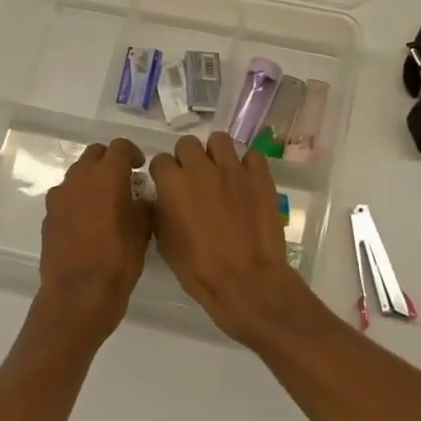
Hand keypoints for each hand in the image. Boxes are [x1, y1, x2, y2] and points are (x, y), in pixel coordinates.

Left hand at [34, 138, 151, 345]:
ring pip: (78, 174)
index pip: (119, 146)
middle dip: (109, 162)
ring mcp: (59, 197)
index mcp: (107, 175)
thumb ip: (142, 203)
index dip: (132, 153)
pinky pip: (66, 197)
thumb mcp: (143, 229)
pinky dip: (78, 200)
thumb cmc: (119, 260)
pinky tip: (88, 223)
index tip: (140, 168)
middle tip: (124, 181)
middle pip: (94, 154)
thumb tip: (138, 196)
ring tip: (106, 202)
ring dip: (92, 180)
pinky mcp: (48, 216)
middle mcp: (80, 178)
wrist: (78, 295)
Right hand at [150, 133, 316, 345]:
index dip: (163, 174)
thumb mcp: (165, 242)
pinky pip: (252, 156)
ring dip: (216, 154)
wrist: (245, 280)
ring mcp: (233, 169)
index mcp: (173, 183)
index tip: (168, 186)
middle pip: (188, 143)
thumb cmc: (198, 268)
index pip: (160, 160)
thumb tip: (162, 199)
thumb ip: (160, 211)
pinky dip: (247, 166)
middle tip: (194, 179)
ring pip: (220, 140)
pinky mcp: (260, 175)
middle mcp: (201, 168)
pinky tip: (246, 183)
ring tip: (220, 174)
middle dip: (187, 158)